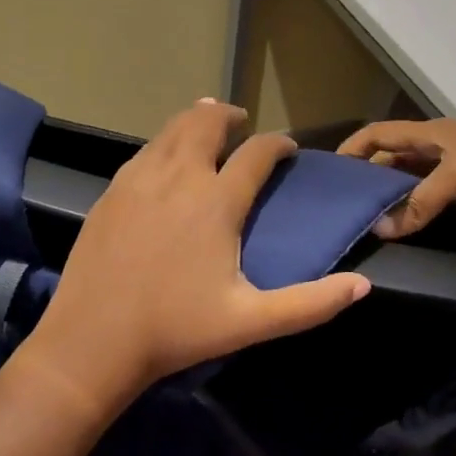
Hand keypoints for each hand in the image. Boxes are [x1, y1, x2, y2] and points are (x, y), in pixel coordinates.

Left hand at [24, 100, 370, 409]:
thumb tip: (362, 285)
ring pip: (172, 128)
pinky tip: (166, 159)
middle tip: (242, 124)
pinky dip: (165, 142)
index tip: (288, 148)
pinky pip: (146, 150)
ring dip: (195, 121)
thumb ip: (310, 303)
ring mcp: (139, 179)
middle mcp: (179, 176)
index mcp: (216, 201)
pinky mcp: (112, 190)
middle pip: (207, 122)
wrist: (93, 339)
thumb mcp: (251, 321)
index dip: (278, 144)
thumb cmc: (177, 329)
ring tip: (207, 127)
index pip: (257, 153)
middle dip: (230, 115)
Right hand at [337, 119, 455, 237]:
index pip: (378, 133)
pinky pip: (437, 191)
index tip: (330, 173)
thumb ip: (421, 202)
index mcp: (430, 133)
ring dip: (395, 193)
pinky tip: (413, 224)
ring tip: (373, 219)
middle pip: (393, 155)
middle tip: (348, 205)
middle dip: (370, 176)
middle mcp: (438, 144)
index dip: (353, 148)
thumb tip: (382, 230)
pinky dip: (421, 204)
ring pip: (415, 176)